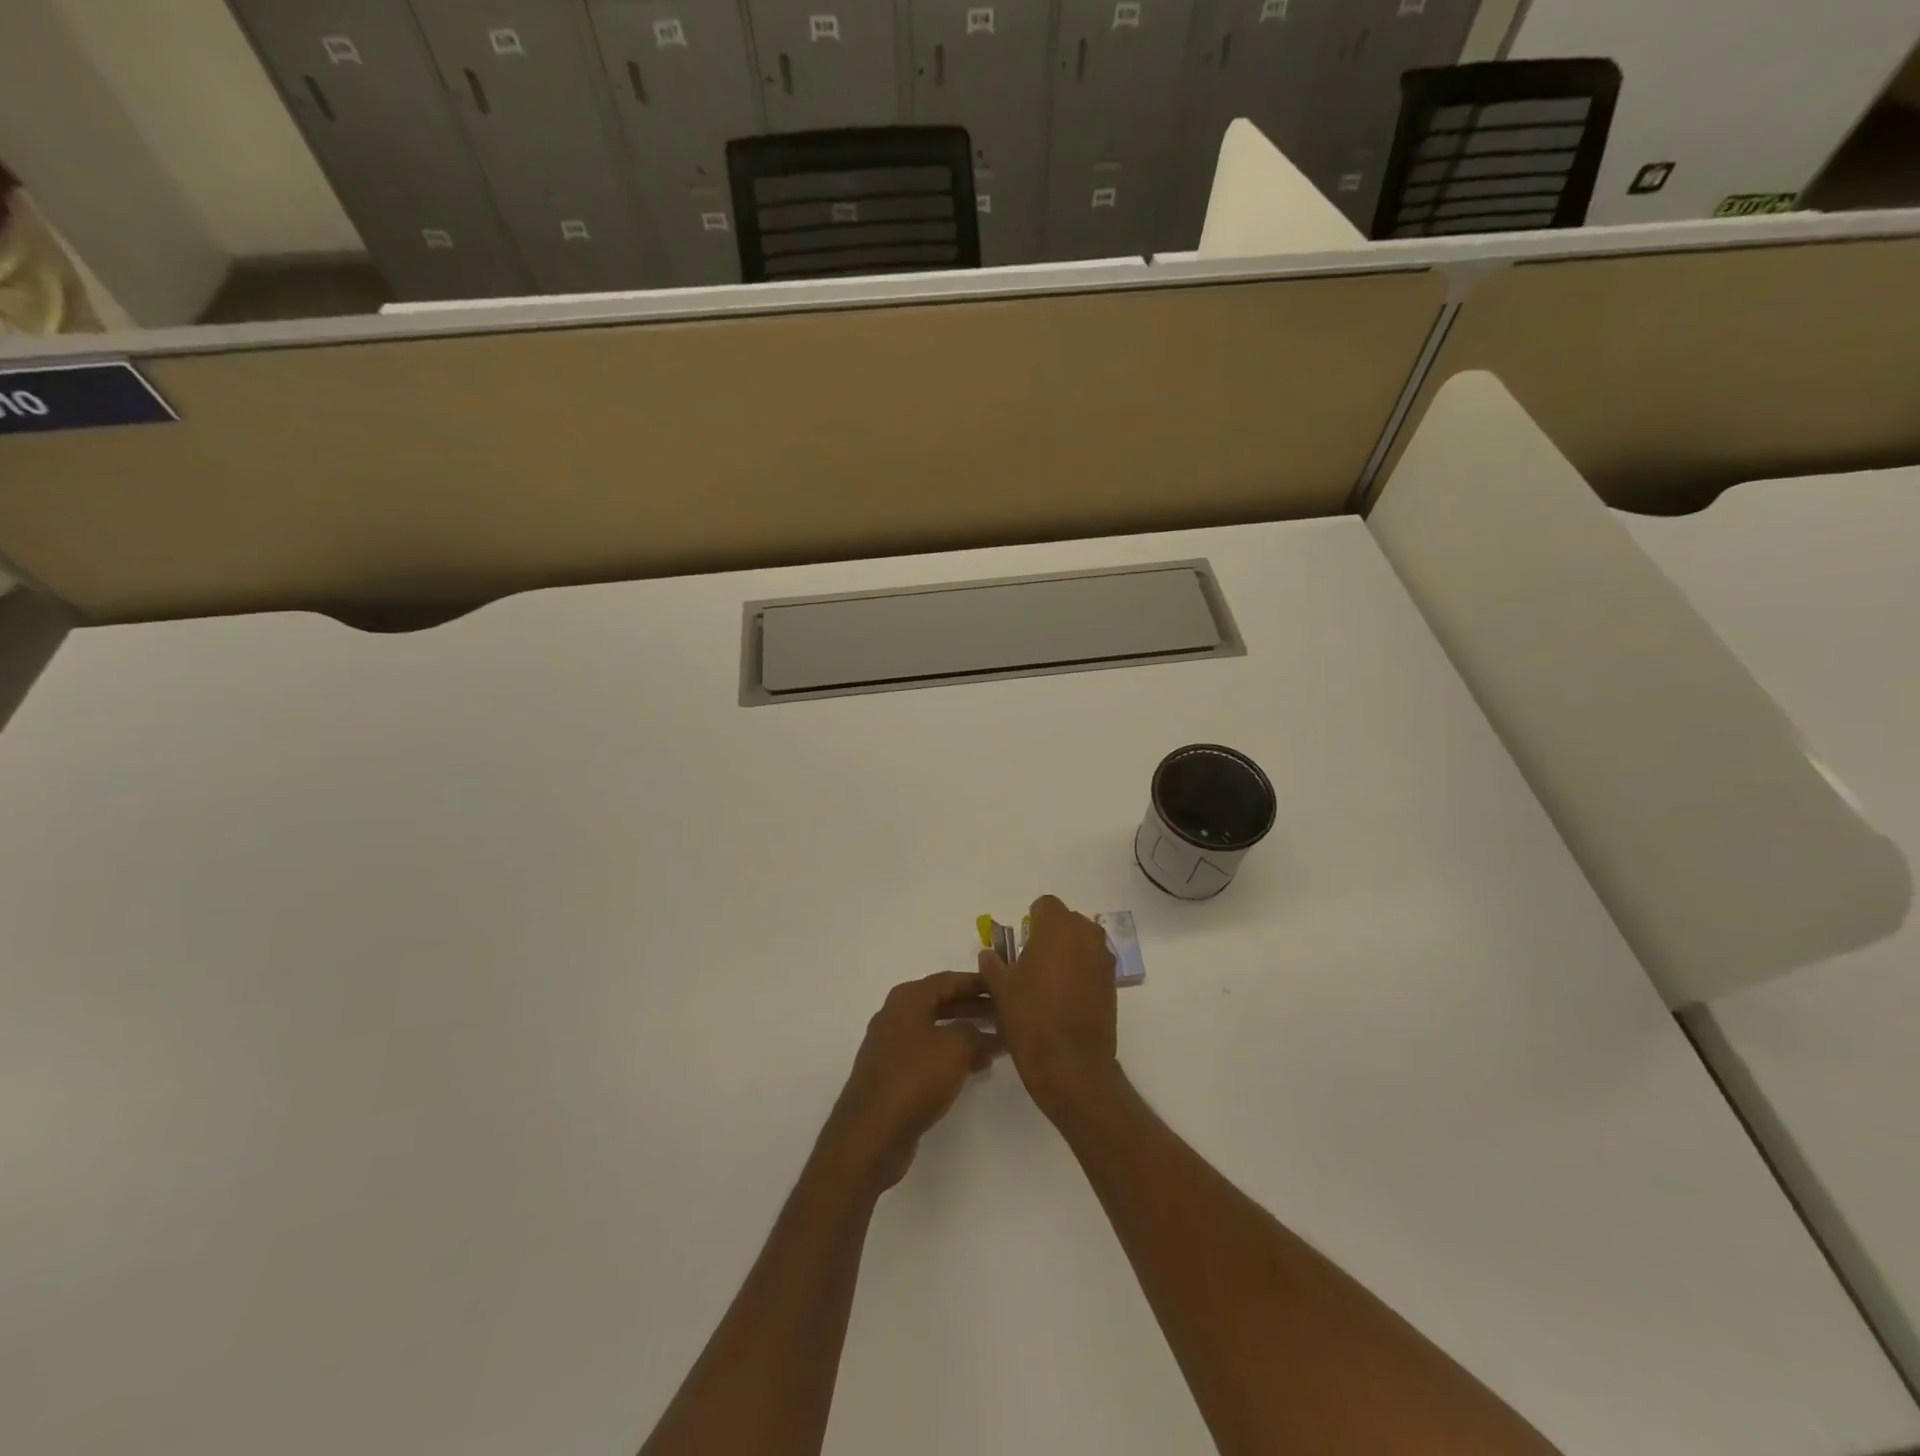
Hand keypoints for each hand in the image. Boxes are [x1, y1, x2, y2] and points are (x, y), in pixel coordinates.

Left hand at [822, 971, 1002, 1190]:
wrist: (872, 1132)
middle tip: (1005, 1013)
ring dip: (967, 1034)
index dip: (977, 982)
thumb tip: (983, 1034)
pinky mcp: (894, 1075)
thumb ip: (974, 1032)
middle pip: (942, 1003)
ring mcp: (892, 1046)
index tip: (1003, 984)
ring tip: (999, 1042)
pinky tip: (977, 1067)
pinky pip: (929, 1054)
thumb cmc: (915, 1077)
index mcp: (907, 999)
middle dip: (974, 1007)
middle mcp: (896, 1016)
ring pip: (937, 1031)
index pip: (949, 980)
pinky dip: (952, 1056)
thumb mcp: (955, 1047)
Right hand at [976, 895, 1120, 1125]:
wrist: (1071, 1065)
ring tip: (1048, 980)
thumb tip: (989, 954)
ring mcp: (1103, 960)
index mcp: (1058, 928)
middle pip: (1068, 920)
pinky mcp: (1113, 984)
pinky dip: (1081, 971)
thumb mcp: (1001, 989)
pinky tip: (1065, 997)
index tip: (1021, 942)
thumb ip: (993, 964)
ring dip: (1068, 952)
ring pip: (1083, 942)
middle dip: (1052, 934)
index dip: (1032, 920)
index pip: (1045, 905)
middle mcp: (1086, 936)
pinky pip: (1094, 964)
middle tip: (1032, 961)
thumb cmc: (1031, 1018)